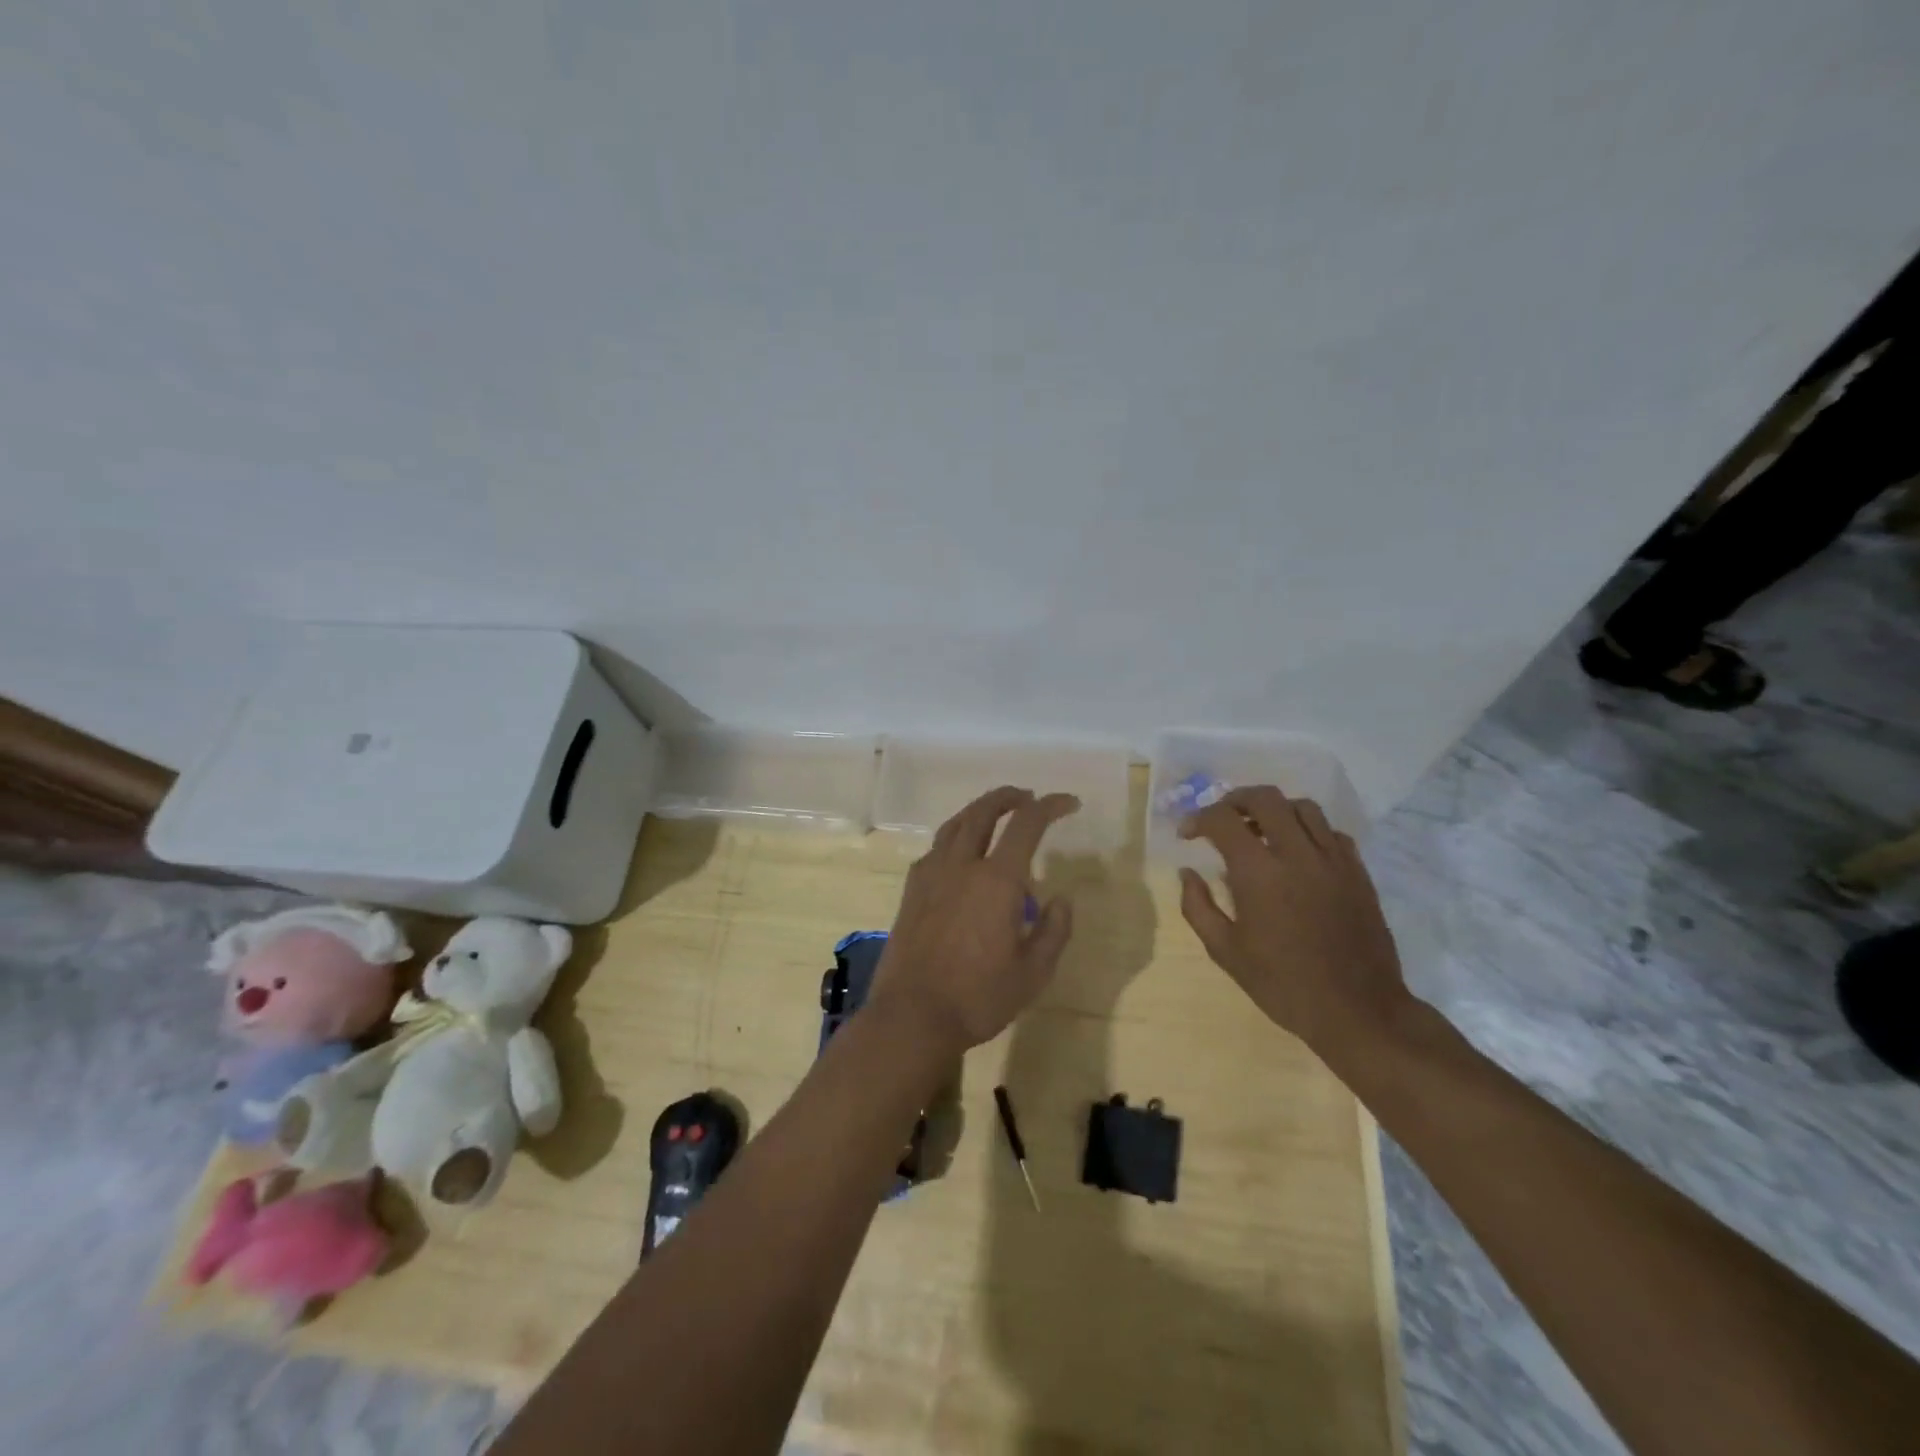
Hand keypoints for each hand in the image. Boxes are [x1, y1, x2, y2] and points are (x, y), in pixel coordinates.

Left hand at [870, 787, 1079, 1053]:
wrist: (912, 1016)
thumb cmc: (979, 997)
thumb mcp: (1033, 973)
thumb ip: (1054, 931)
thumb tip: (1060, 899)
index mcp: (996, 880)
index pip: (1027, 824)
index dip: (1051, 806)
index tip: (1069, 803)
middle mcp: (961, 865)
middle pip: (983, 811)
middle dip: (1008, 797)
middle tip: (1027, 797)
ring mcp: (931, 875)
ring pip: (955, 825)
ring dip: (979, 811)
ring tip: (995, 814)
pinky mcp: (911, 891)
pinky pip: (936, 848)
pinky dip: (955, 836)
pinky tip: (960, 854)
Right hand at [1178, 786, 1411, 1060]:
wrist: (1358, 1010)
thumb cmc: (1284, 984)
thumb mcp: (1226, 952)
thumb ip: (1197, 907)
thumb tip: (1187, 873)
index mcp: (1259, 873)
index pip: (1223, 820)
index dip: (1198, 819)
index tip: (1187, 834)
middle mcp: (1297, 854)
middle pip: (1265, 798)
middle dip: (1235, 800)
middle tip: (1222, 818)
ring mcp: (1333, 860)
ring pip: (1302, 807)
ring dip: (1274, 809)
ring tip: (1259, 829)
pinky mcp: (1358, 872)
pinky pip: (1331, 831)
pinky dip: (1307, 830)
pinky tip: (1297, 852)